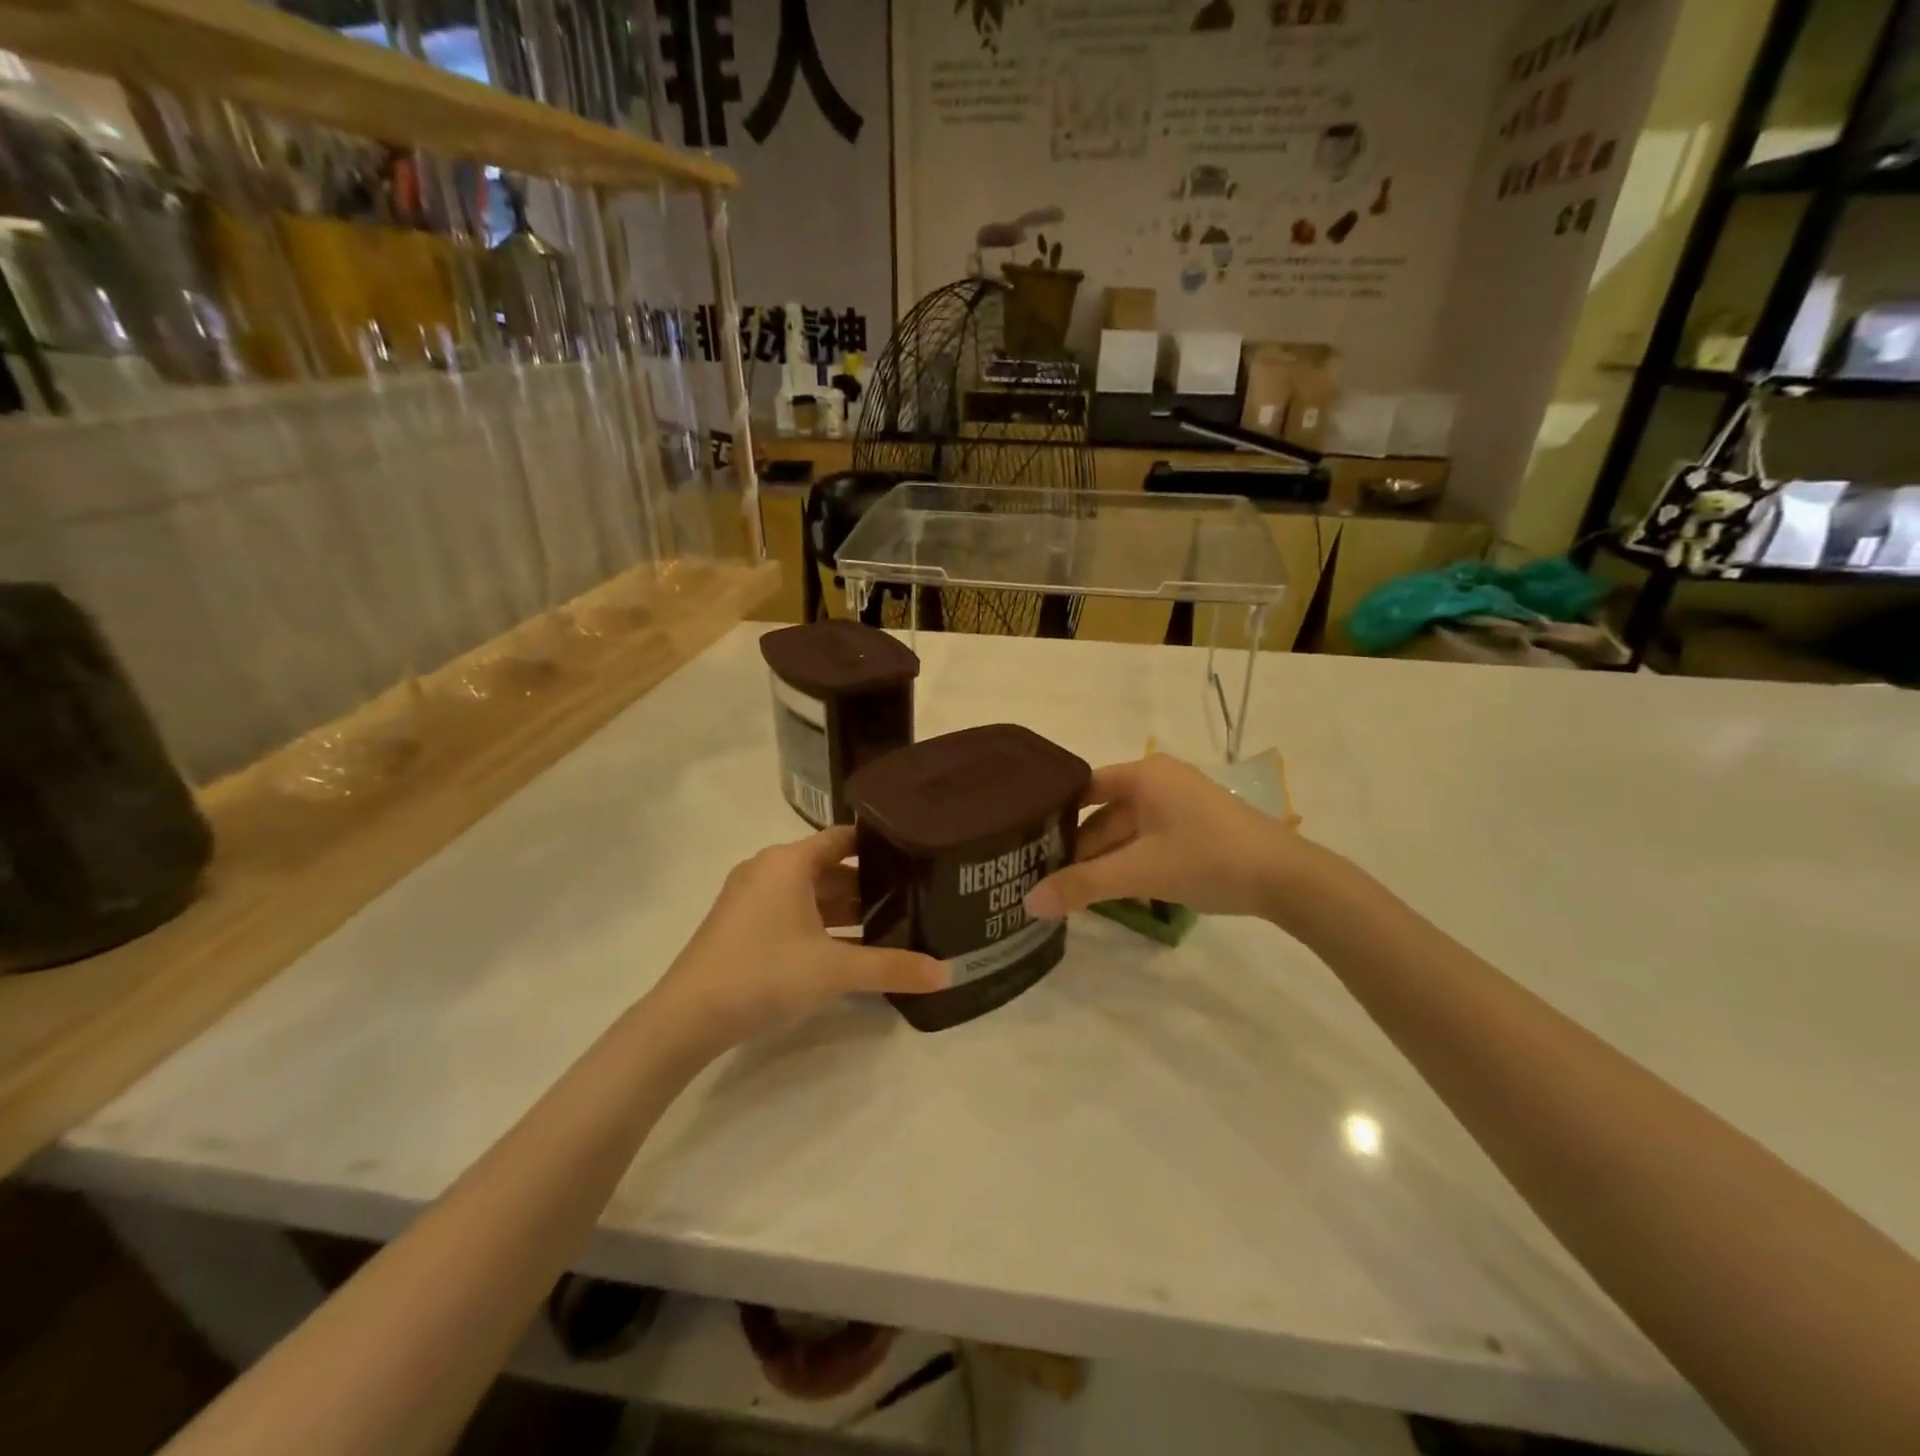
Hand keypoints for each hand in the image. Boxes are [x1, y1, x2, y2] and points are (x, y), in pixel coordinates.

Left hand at [650, 827, 946, 1050]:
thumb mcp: (835, 970)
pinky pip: (792, 912)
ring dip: (845, 909)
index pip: (843, 837)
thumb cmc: (764, 973)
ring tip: (889, 924)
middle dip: (868, 884)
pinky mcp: (741, 926)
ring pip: (810, 893)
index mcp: (788, 861)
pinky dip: (821, 925)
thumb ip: (892, 968)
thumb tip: (948, 974)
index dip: (879, 844)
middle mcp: (768, 869)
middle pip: (829, 867)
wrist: (686, 1018)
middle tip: (912, 897)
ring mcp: (750, 898)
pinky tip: (847, 948)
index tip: (915, 854)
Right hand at [1024, 754, 1308, 921]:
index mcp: (1144, 774)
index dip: (1056, 815)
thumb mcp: (1140, 872)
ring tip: (1077, 891)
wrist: (1289, 879)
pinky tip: (1117, 889)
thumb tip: (1028, 902)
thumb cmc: (1208, 860)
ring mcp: (1182, 801)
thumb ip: (1083, 885)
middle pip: (1105, 812)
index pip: (1084, 788)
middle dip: (1081, 847)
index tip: (1029, 844)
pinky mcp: (1197, 824)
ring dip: (1106, 858)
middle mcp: (1160, 779)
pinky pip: (1150, 837)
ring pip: (1128, 829)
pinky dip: (1132, 860)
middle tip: (1049, 879)